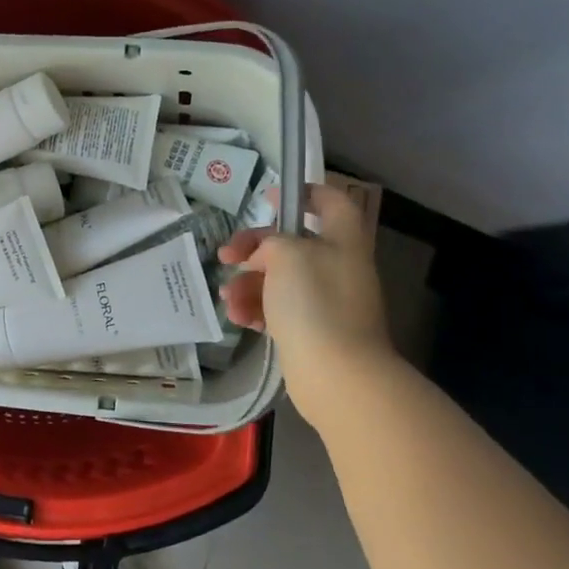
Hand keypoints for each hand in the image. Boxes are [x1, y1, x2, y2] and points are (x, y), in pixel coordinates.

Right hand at [217, 176, 394, 427]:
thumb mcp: (287, 254)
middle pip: (292, 243)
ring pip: (279, 279)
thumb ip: (271, 242)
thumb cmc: (315, 303)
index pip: (331, 201)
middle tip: (226, 255)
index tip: (269, 198)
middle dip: (254, 248)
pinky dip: (256, 309)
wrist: (337, 375)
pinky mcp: (312, 331)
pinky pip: (278, 310)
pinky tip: (238, 317)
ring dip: (247, 283)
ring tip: (228, 298)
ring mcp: (326, 302)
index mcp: (342, 241)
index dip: (303, 193)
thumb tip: (267, 256)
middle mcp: (337, 267)